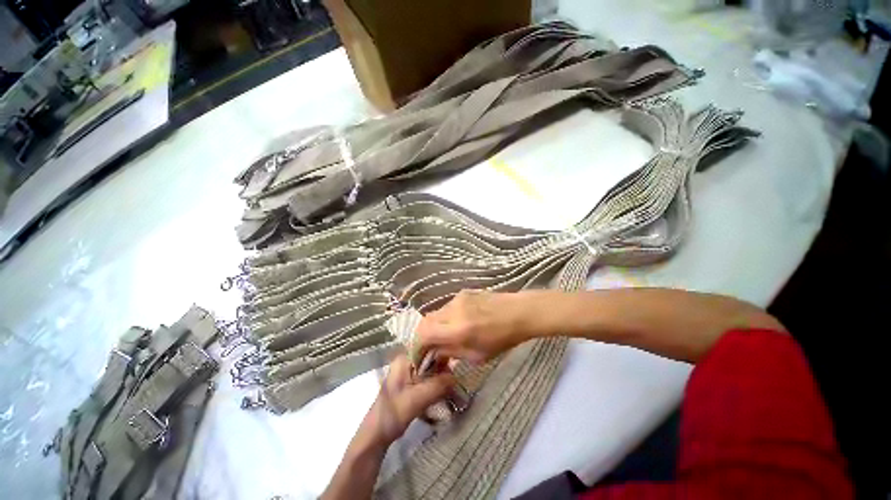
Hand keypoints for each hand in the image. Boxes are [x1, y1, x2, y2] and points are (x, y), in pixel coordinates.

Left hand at [357, 354, 454, 447]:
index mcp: (404, 359)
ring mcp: (408, 372)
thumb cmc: (393, 414)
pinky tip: (444, 391)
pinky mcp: (410, 384)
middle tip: (455, 378)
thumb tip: (457, 376)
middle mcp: (406, 361)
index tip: (455, 363)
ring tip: (452, 386)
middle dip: (443, 368)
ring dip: (441, 377)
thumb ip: (437, 385)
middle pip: (430, 358)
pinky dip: (436, 384)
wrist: (377, 435)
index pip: (428, 348)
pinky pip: (427, 378)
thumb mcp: (417, 399)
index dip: (442, 353)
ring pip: (430, 369)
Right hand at [417, 290, 531, 363]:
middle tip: (429, 349)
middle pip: (425, 321)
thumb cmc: (502, 339)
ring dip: (434, 327)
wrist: (518, 312)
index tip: (419, 358)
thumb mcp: (477, 356)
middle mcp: (453, 311)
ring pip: (435, 313)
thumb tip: (434, 353)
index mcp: (458, 330)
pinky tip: (456, 324)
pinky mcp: (462, 293)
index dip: (416, 347)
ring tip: (443, 337)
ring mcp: (457, 299)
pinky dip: (444, 318)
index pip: (424, 334)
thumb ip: (451, 353)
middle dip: (422, 337)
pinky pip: (446, 307)